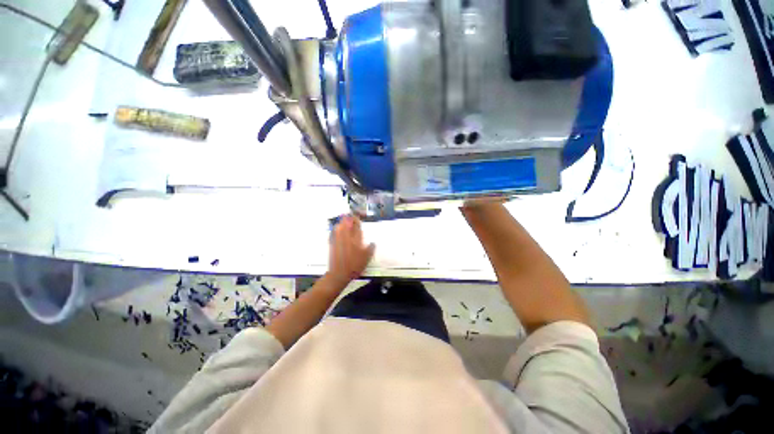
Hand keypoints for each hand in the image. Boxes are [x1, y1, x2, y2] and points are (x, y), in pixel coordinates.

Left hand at [327, 215, 374, 287]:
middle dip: (349, 218)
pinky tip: (338, 230)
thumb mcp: (367, 258)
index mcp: (356, 238)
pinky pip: (334, 232)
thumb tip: (373, 243)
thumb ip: (371, 248)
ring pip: (339, 225)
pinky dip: (337, 229)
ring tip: (345, 222)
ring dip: (342, 222)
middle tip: (351, 217)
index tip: (358, 218)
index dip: (357, 219)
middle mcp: (346, 236)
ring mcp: (338, 239)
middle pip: (346, 222)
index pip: (356, 224)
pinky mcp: (332, 243)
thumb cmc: (354, 265)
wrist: (339, 273)